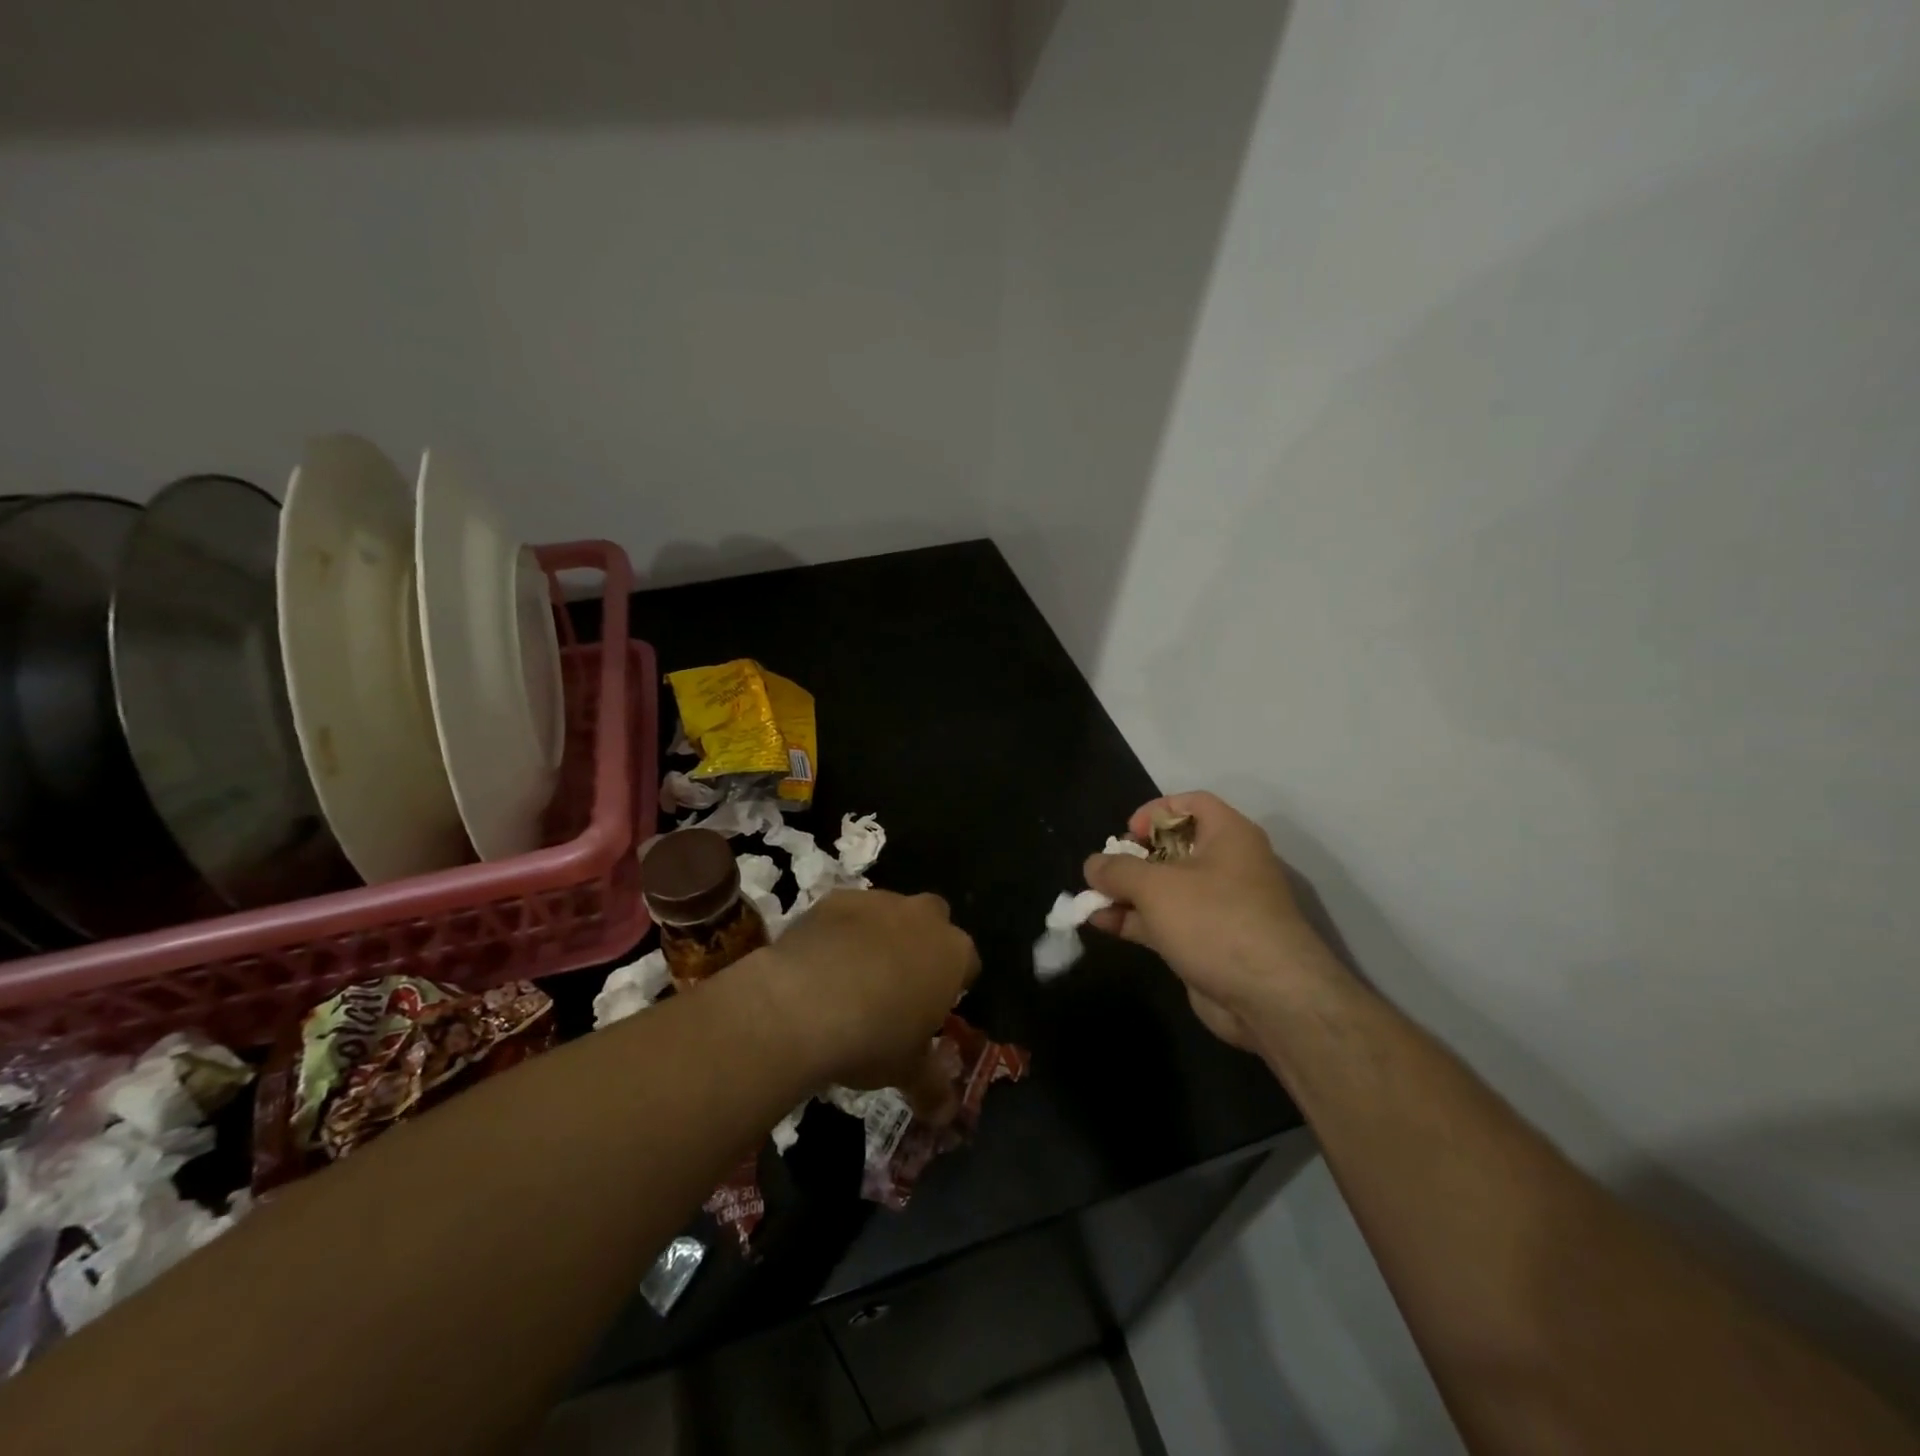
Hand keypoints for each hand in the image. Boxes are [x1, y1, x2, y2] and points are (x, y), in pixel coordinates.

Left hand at [751, 889, 978, 1093]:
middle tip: (898, 986)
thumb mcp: (907, 1071)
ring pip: (889, 913)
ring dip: (880, 936)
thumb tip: (947, 1116)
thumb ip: (932, 1087)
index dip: (953, 985)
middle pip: (934, 922)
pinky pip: (847, 913)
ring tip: (853, 977)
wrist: (803, 1002)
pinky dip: (840, 932)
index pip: (968, 963)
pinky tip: (821, 963)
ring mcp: (879, 902)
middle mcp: (923, 917)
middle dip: (922, 945)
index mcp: (954, 954)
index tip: (933, 1009)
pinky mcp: (835, 898)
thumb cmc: (873, 1038)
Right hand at [1083, 792, 1343, 1048]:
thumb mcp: (1156, 886)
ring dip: (1126, 893)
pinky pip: (1165, 921)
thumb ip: (1118, 870)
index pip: (1191, 803)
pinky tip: (1100, 923)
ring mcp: (1217, 907)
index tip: (1128, 833)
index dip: (1155, 811)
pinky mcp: (1207, 942)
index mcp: (1228, 835)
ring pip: (1164, 889)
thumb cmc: (1215, 920)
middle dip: (1132, 858)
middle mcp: (1226, 865)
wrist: (1270, 998)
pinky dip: (1135, 920)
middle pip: (1172, 847)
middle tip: (1105, 871)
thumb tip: (1093, 864)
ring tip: (1090, 899)